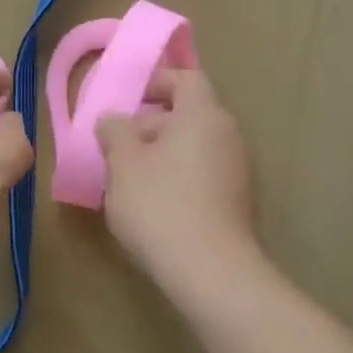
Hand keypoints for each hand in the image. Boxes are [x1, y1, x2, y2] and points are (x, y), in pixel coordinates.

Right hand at [97, 67, 257, 281]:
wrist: (212, 273)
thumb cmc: (161, 205)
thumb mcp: (122, 162)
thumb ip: (114, 131)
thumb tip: (114, 121)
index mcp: (203, 115)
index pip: (185, 78)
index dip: (155, 82)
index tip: (126, 100)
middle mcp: (228, 136)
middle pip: (188, 114)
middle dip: (150, 125)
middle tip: (117, 146)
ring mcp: (239, 172)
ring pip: (194, 148)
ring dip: (162, 155)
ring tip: (128, 180)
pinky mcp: (238, 204)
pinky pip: (203, 176)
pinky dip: (178, 179)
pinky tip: (153, 207)